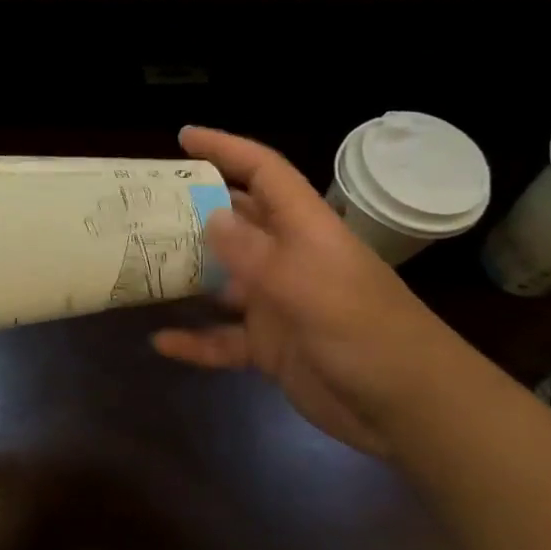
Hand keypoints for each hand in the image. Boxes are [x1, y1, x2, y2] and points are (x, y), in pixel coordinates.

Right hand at [151, 126, 487, 456]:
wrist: (412, 411)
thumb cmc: (367, 335)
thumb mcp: (308, 287)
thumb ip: (256, 253)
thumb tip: (210, 215)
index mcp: (305, 230)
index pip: (264, 172)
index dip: (227, 149)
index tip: (183, 138)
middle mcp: (287, 258)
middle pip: (234, 221)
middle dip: (192, 209)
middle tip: (143, 206)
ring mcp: (277, 303)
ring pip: (221, 279)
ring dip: (185, 274)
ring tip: (138, 264)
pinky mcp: (270, 347)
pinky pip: (222, 339)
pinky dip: (194, 340)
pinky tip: (160, 341)